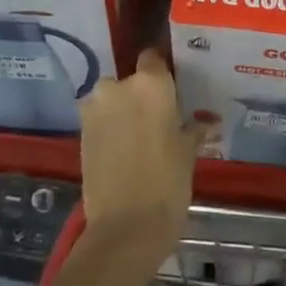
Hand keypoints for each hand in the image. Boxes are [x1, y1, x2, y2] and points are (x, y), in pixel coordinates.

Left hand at [79, 49, 205, 260]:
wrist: (125, 227)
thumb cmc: (167, 182)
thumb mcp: (188, 152)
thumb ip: (194, 129)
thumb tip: (206, 122)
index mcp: (150, 84)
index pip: (153, 58)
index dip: (162, 71)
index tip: (173, 87)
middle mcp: (117, 87)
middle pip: (131, 80)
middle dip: (141, 95)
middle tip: (159, 118)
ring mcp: (94, 110)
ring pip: (112, 100)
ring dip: (123, 112)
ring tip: (141, 137)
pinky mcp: (80, 133)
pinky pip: (100, 120)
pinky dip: (110, 128)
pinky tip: (125, 150)